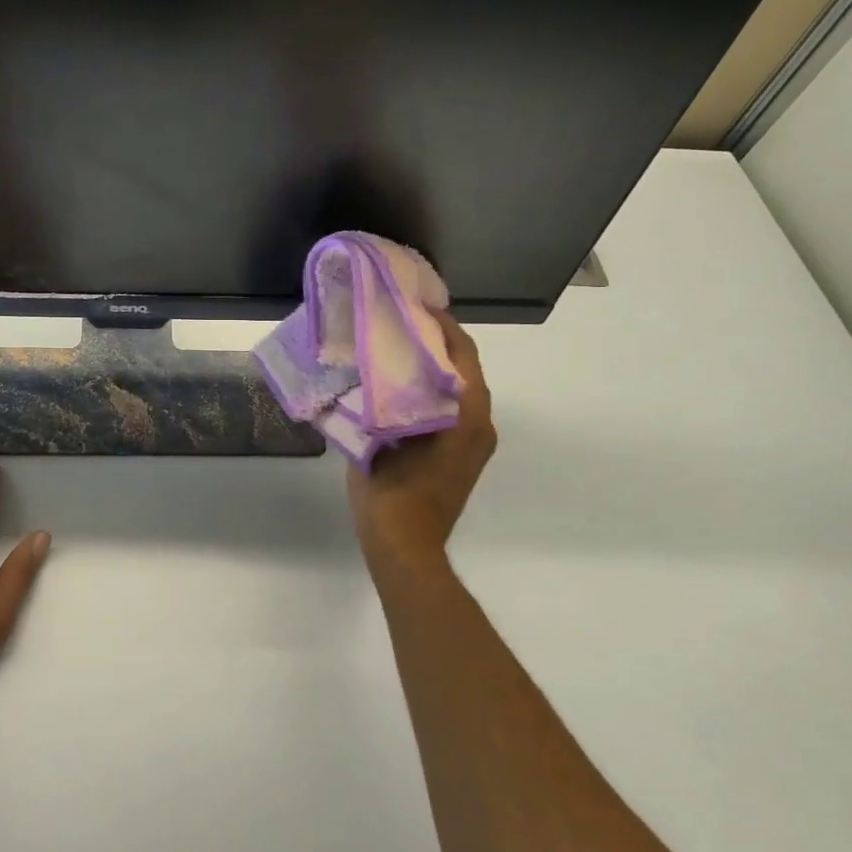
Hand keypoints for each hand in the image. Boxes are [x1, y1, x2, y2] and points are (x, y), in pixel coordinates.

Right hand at [347, 314, 497, 580]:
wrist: (405, 545)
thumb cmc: (391, 490)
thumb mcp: (378, 437)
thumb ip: (381, 399)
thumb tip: (373, 368)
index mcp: (465, 413)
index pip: (461, 354)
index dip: (442, 326)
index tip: (416, 306)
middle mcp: (479, 423)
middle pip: (463, 369)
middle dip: (435, 344)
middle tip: (399, 325)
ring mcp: (474, 442)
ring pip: (458, 390)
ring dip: (433, 369)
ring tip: (396, 351)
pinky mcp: (463, 457)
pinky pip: (452, 410)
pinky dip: (432, 392)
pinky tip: (399, 389)